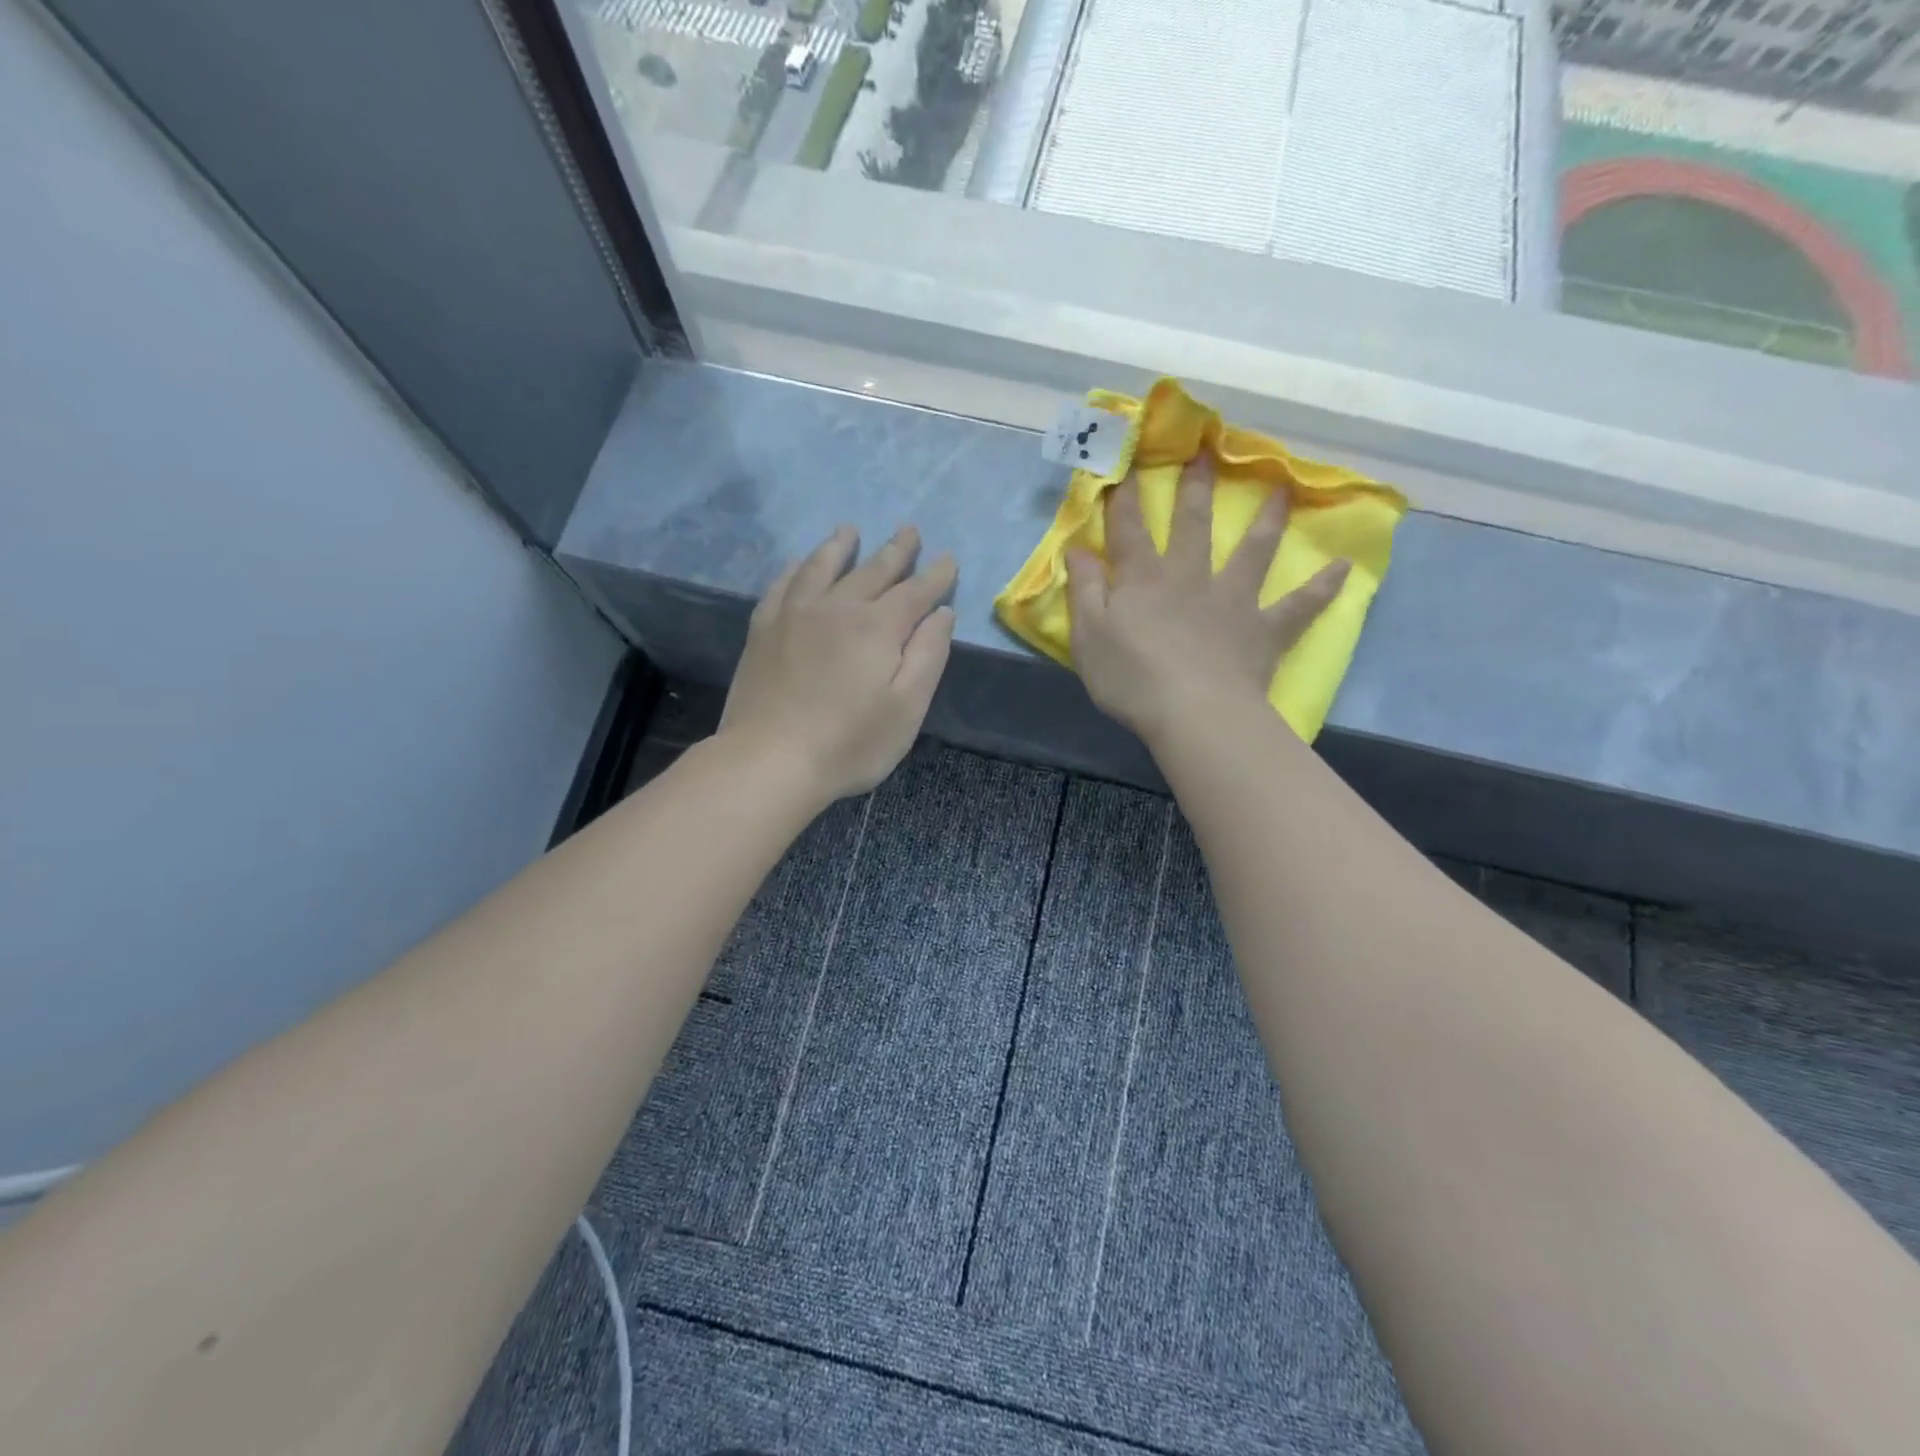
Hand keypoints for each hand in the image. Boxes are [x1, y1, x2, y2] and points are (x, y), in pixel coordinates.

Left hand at [720, 524, 957, 803]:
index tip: (949, 558)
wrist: (769, 760)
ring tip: (850, 530)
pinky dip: (796, 569)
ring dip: (840, 547)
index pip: (915, 592)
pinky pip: (782, 585)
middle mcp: (837, 608)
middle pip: (872, 570)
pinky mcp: (763, 630)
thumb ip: (928, 656)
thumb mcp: (907, 708)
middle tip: (910, 530)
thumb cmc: (849, 743)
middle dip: (896, 550)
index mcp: (878, 627)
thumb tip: (942, 613)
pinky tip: (799, 564)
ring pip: (822, 567)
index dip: (936, 575)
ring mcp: (794, 615)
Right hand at [1066, 454, 1347, 745]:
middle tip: (1207, 452)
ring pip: (1253, 551)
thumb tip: (1078, 548)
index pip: (1130, 529)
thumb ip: (1085, 590)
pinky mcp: (1264, 630)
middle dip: (1196, 488)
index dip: (1126, 496)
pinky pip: (1299, 605)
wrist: (1194, 713)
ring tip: (1284, 488)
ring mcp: (1233, 601)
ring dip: (1268, 519)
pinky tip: (1343, 568)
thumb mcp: (1088, 636)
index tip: (1129, 463)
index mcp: (1144, 579)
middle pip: (1194, 525)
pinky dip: (1322, 587)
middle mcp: (1191, 578)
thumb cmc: (1131, 678)